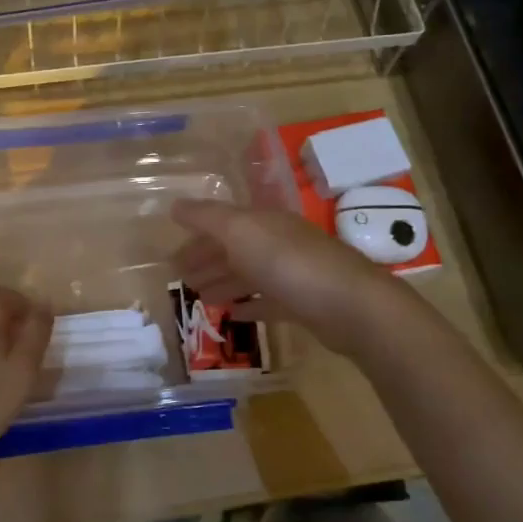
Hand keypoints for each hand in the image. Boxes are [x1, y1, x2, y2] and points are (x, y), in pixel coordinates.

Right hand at [171, 199, 416, 359]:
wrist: (350, 304)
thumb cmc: (288, 262)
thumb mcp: (239, 231)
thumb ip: (206, 217)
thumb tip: (174, 206)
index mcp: (262, 221)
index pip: (221, 223)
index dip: (196, 237)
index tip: (172, 257)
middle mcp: (277, 242)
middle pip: (235, 249)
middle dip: (207, 261)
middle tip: (181, 280)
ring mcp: (293, 273)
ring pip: (249, 275)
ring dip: (224, 283)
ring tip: (200, 298)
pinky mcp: (304, 304)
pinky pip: (269, 301)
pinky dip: (249, 305)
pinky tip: (232, 315)